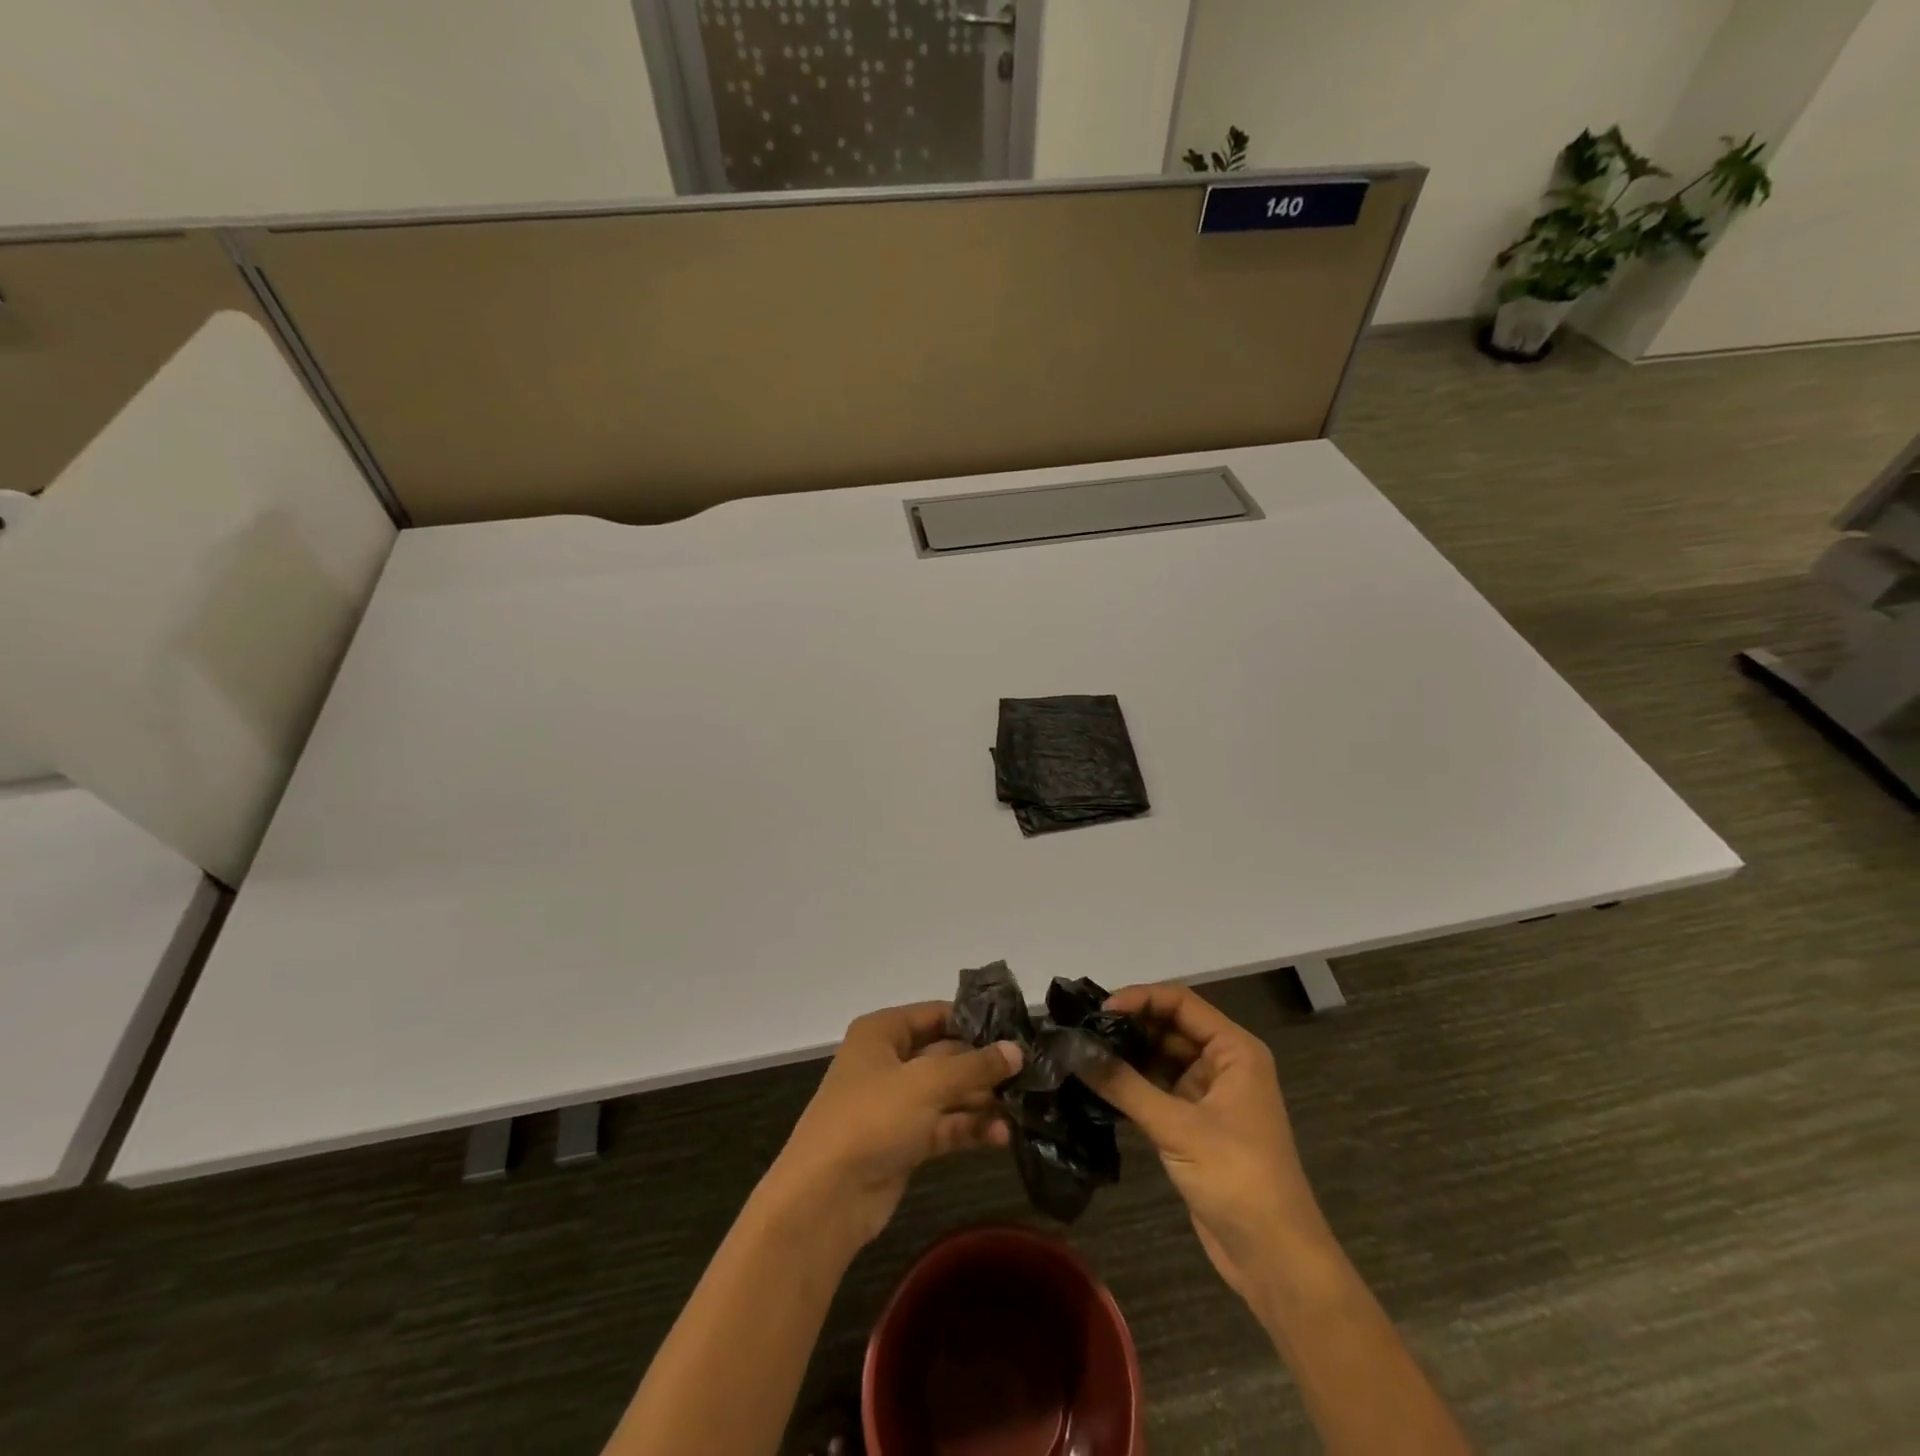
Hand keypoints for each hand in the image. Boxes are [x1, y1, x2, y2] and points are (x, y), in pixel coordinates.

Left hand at [765, 1002, 1022, 1250]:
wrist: (824, 1199)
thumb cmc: (872, 1119)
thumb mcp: (927, 1084)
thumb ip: (975, 1066)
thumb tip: (1017, 1050)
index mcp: (882, 1032)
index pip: (936, 1014)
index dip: (975, 1021)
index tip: (1017, 1030)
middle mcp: (887, 1061)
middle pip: (945, 1054)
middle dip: (984, 1064)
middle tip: (1031, 1071)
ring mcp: (894, 1104)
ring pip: (946, 1092)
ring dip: (981, 1099)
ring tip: (1026, 1106)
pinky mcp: (902, 1142)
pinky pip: (943, 1126)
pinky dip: (969, 1128)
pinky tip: (1004, 1136)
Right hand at [1082, 983, 1329, 1300]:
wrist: (1274, 1260)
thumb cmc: (1237, 1178)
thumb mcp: (1177, 1128)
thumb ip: (1124, 1085)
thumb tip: (1074, 1049)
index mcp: (1234, 1050)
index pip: (1181, 1002)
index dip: (1139, 998)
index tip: (1098, 1010)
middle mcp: (1223, 1064)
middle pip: (1169, 1026)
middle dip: (1129, 1025)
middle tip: (1081, 1030)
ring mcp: (1209, 1094)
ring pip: (1161, 1058)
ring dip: (1127, 1055)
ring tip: (1081, 1052)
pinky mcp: (1194, 1123)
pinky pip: (1157, 1089)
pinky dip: (1130, 1085)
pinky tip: (1097, 1084)